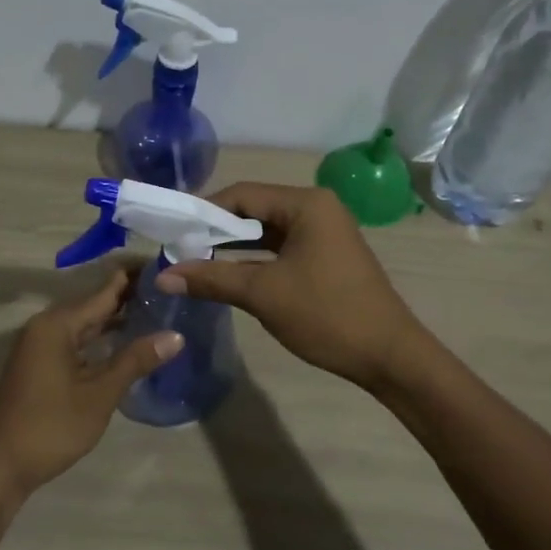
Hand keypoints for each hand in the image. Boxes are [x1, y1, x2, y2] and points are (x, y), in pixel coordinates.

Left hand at [0, 268, 182, 502]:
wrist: (1, 465)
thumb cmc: (51, 427)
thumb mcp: (100, 394)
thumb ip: (136, 360)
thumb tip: (175, 335)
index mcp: (57, 324)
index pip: (105, 290)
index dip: (135, 278)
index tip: (168, 268)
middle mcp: (46, 326)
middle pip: (94, 304)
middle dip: (130, 298)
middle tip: (171, 291)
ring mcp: (40, 346)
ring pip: (85, 324)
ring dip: (116, 320)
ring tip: (157, 312)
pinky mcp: (40, 364)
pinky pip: (76, 340)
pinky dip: (101, 339)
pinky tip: (126, 344)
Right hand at [156, 182, 426, 390]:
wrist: (388, 355)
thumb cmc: (326, 314)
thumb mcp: (263, 294)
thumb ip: (211, 279)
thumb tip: (162, 277)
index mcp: (306, 204)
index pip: (242, 194)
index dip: (203, 212)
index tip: (172, 233)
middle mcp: (316, 208)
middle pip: (253, 209)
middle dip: (215, 231)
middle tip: (178, 250)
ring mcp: (323, 233)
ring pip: (265, 231)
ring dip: (232, 247)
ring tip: (194, 263)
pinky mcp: (325, 256)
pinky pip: (280, 249)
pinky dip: (254, 260)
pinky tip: (227, 275)